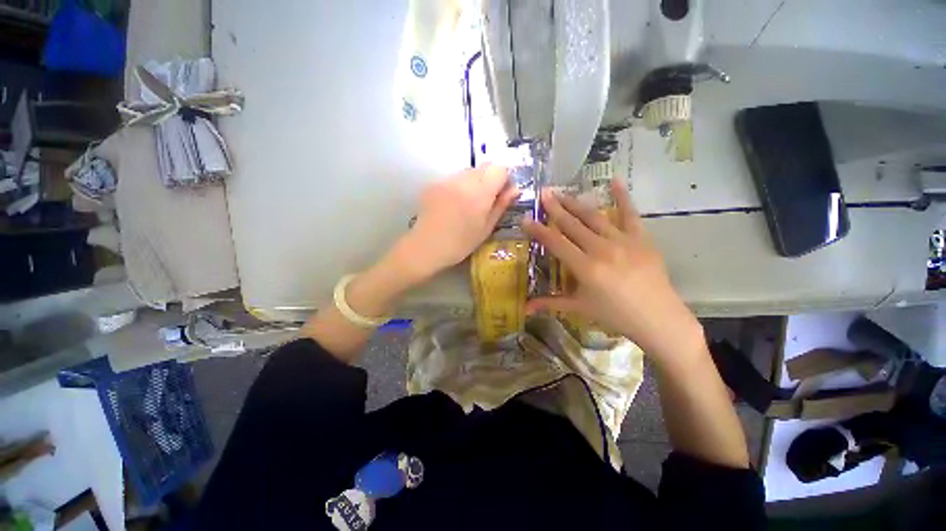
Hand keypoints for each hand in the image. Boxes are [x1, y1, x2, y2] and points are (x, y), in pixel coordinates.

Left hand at [398, 165, 518, 278]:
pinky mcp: (434, 183)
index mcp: (479, 193)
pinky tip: (453, 204)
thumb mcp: (486, 228)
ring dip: (474, 182)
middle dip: (489, 179)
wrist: (426, 247)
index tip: (501, 193)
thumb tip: (515, 189)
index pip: (499, 168)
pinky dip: (459, 186)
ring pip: (468, 171)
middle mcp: (463, 180)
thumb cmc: (461, 243)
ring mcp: (446, 180)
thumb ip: (501, 205)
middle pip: (484, 166)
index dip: (504, 179)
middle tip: (485, 200)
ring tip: (467, 204)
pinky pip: (453, 178)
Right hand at [523, 179, 702, 358]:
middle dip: (555, 208)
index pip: (555, 243)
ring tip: (563, 192)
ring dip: (576, 203)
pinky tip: (615, 180)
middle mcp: (601, 249)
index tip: (526, 218)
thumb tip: (525, 308)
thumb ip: (550, 303)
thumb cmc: (615, 315)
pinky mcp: (641, 238)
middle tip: (543, 193)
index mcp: (585, 267)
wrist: (658, 318)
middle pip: (573, 224)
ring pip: (594, 217)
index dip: (538, 230)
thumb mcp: (579, 307)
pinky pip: (630, 214)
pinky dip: (623, 197)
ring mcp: (623, 241)